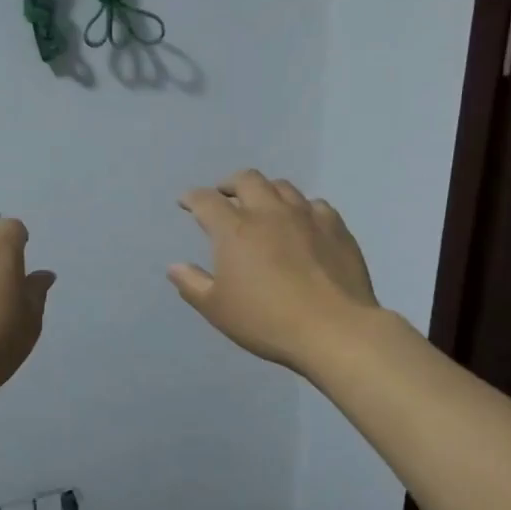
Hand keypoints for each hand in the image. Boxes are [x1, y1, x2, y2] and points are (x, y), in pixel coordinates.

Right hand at [169, 170, 378, 374]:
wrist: (334, 330)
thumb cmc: (266, 321)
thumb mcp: (217, 309)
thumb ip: (193, 284)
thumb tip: (175, 266)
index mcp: (235, 229)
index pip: (206, 201)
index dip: (192, 198)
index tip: (186, 202)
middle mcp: (269, 212)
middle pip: (247, 179)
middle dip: (230, 184)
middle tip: (224, 196)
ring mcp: (306, 216)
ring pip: (282, 186)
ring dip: (266, 191)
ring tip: (262, 205)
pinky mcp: (336, 227)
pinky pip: (315, 205)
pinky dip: (301, 208)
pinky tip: (302, 223)